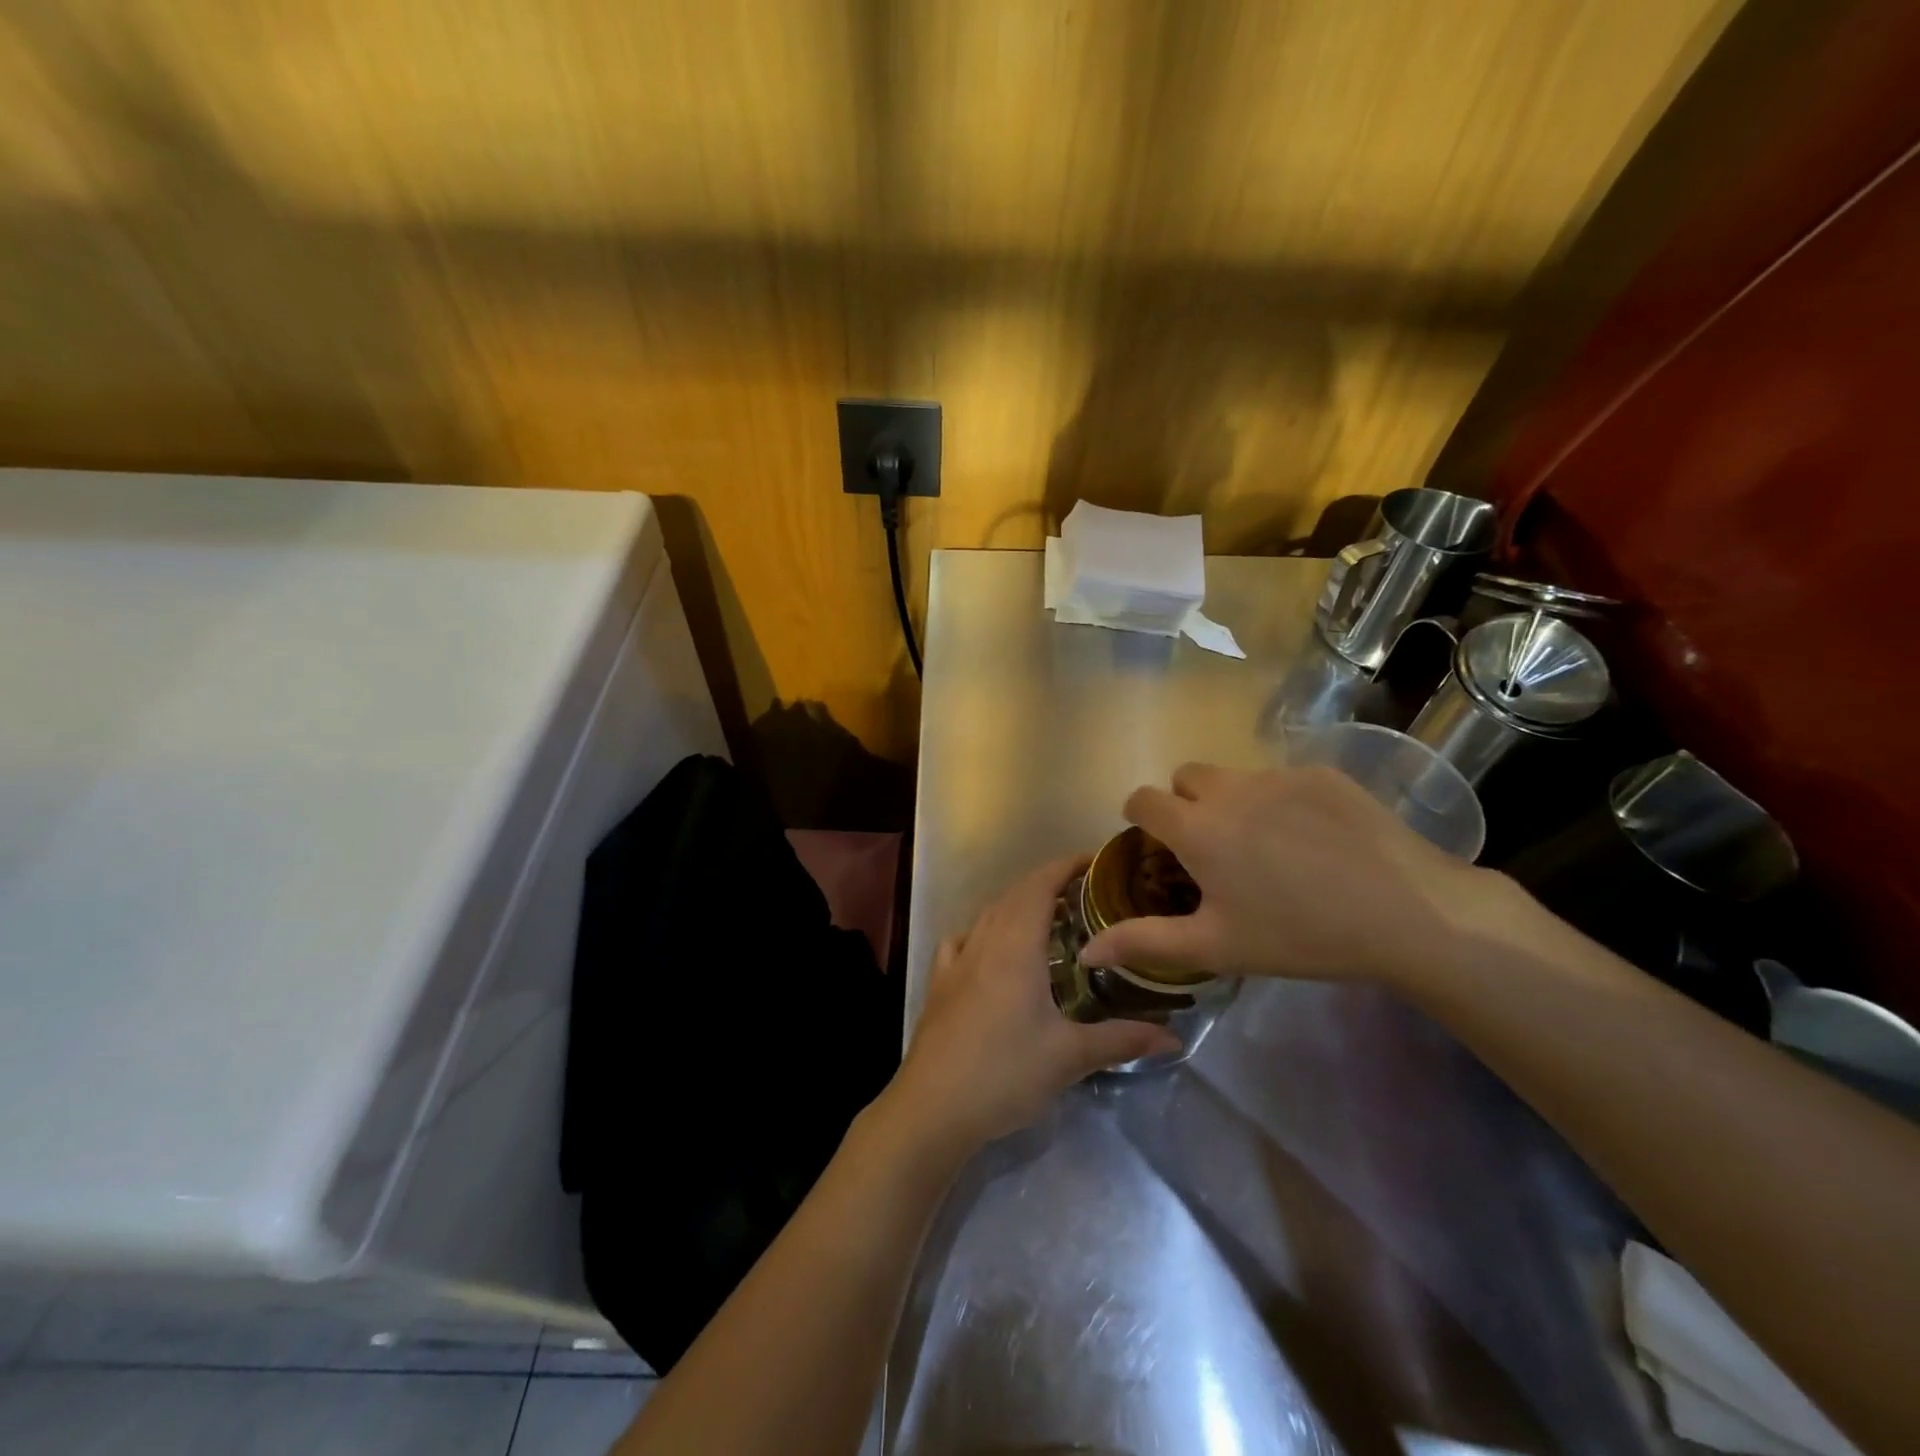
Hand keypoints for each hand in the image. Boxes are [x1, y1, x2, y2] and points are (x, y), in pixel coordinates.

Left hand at [885, 858, 1180, 1154]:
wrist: (932, 1107)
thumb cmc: (1004, 1072)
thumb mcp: (1069, 1057)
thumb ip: (1122, 1040)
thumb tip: (1174, 1038)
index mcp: (1015, 946)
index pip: (1039, 885)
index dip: (1065, 866)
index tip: (1095, 863)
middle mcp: (983, 942)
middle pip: (1014, 894)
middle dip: (1047, 882)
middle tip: (1085, 893)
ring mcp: (956, 961)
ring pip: (988, 914)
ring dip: (1017, 904)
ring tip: (1048, 917)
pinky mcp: (940, 984)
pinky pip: (963, 939)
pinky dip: (983, 930)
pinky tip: (991, 948)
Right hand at [1080, 762, 1501, 984]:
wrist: (1408, 914)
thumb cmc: (1299, 935)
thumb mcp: (1216, 946)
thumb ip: (1145, 942)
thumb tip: (1087, 949)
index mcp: (1197, 828)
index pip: (1142, 799)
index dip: (1140, 819)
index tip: (1158, 848)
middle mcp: (1229, 789)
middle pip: (1185, 778)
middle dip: (1185, 804)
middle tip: (1214, 850)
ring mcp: (1278, 776)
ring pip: (1233, 777)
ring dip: (1231, 801)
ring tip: (1267, 847)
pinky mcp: (1322, 774)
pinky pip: (1280, 779)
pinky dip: (1279, 802)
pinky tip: (1314, 841)